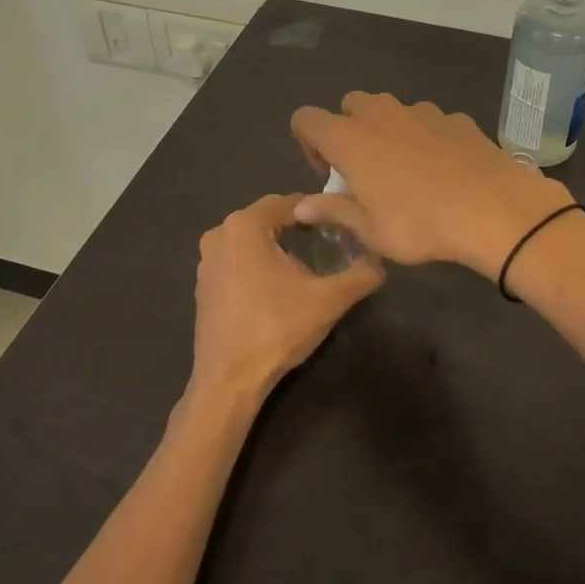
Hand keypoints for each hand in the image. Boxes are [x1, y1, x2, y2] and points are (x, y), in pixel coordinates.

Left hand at [189, 194, 383, 407]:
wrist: (229, 380)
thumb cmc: (277, 329)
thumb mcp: (329, 300)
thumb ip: (361, 274)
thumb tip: (380, 261)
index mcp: (245, 225)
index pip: (292, 203)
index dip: (321, 211)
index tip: (345, 225)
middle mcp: (220, 233)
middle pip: (270, 218)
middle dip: (300, 227)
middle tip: (332, 243)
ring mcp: (207, 260)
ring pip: (253, 239)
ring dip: (280, 245)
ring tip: (310, 264)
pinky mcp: (204, 284)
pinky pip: (238, 260)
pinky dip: (260, 263)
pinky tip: (280, 286)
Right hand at [289, 93, 574, 280]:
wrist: (494, 209)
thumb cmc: (420, 224)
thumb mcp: (370, 230)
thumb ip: (333, 211)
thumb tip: (301, 205)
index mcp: (348, 138)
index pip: (306, 119)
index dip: (308, 143)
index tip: (328, 174)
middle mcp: (380, 114)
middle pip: (349, 106)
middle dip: (348, 131)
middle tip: (364, 172)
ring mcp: (421, 111)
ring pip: (390, 110)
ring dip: (387, 133)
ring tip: (406, 174)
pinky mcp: (455, 118)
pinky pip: (427, 121)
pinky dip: (425, 138)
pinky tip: (444, 171)